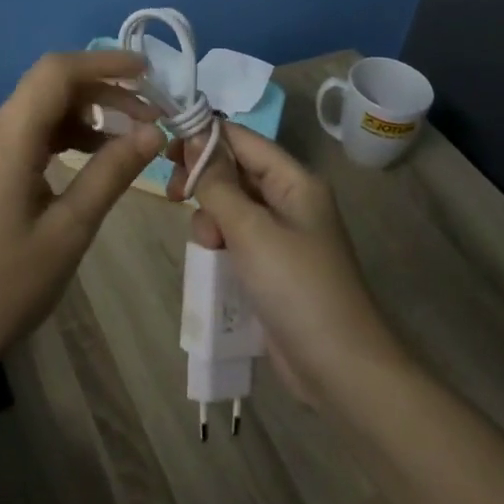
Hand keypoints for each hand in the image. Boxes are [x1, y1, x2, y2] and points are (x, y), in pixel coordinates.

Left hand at [0, 50, 163, 366]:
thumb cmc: (7, 286)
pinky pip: (24, 132)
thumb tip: (154, 132)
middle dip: (102, 92)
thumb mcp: (70, 230)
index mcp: (5, 140)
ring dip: (84, 114)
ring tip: (129, 136)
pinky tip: (91, 154)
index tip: (147, 72)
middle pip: (48, 87)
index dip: (104, 63)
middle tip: (150, 115)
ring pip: (37, 109)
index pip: (55, 73)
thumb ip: (111, 173)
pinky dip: (61, 134)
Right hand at [168, 124, 408, 405]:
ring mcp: (282, 235)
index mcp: (295, 181)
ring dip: (211, 218)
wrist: (339, 368)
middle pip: (235, 171)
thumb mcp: (251, 230)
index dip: (205, 136)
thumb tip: (192, 138)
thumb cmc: (296, 287)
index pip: (244, 140)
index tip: (164, 144)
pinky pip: (236, 238)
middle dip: (204, 181)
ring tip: (208, 246)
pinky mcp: (272, 266)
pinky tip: (210, 260)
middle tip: (173, 195)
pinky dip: (220, 243)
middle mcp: (290, 200)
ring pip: (231, 206)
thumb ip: (217, 183)